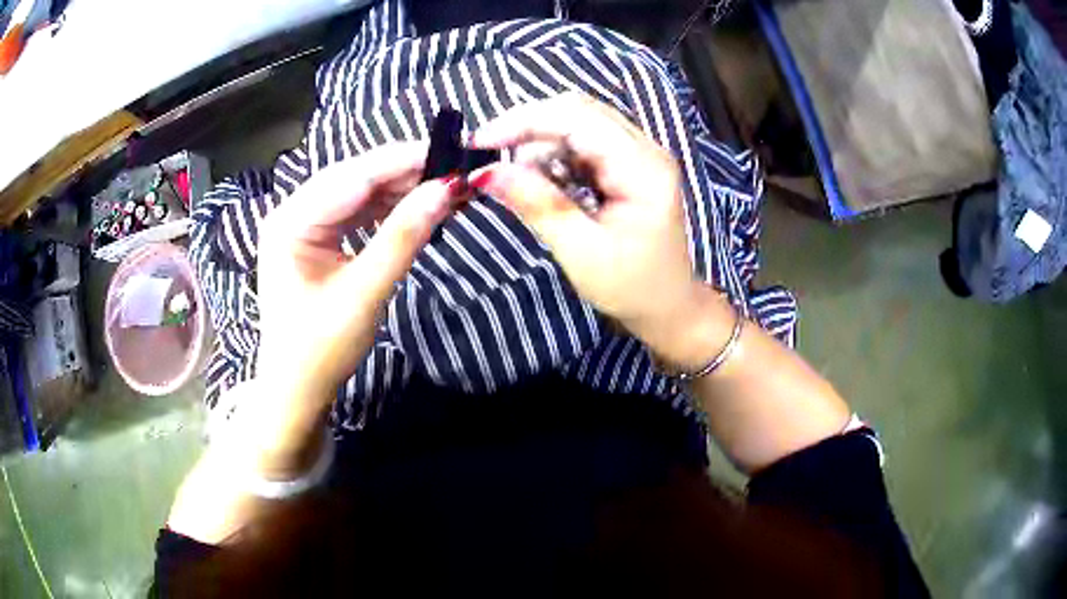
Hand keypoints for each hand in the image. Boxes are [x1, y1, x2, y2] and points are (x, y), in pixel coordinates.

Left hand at [256, 142, 460, 412]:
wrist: (296, 390)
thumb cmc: (321, 350)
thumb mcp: (364, 293)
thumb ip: (404, 237)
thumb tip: (447, 189)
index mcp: (291, 220)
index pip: (355, 175)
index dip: (405, 160)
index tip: (454, 152)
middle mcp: (294, 211)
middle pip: (357, 177)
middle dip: (407, 172)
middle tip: (458, 169)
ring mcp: (305, 223)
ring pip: (360, 191)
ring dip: (402, 189)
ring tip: (446, 187)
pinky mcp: (318, 237)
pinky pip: (358, 211)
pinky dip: (389, 209)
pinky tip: (418, 207)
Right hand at [470, 93, 725, 367]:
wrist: (669, 306)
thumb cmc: (631, 287)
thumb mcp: (582, 252)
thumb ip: (538, 205)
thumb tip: (485, 172)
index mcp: (643, 168)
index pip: (578, 119)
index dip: (524, 122)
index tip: (479, 142)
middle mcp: (645, 148)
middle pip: (578, 112)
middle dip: (528, 127)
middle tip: (488, 154)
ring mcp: (638, 153)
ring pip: (578, 123)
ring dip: (539, 142)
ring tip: (518, 179)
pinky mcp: (628, 163)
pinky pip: (584, 142)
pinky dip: (554, 155)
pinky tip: (542, 181)